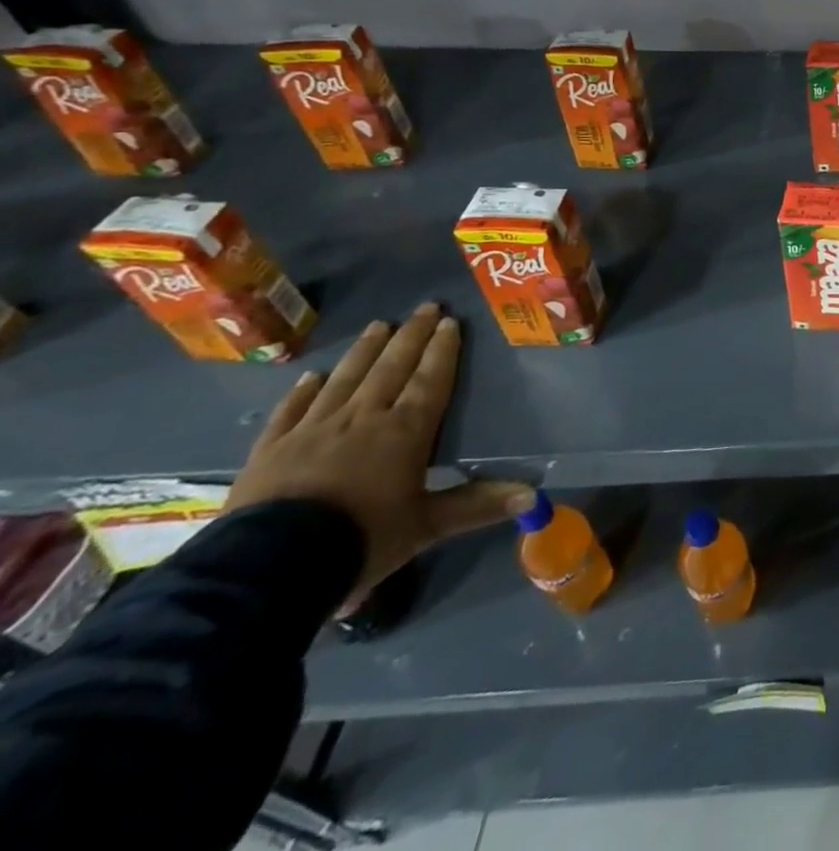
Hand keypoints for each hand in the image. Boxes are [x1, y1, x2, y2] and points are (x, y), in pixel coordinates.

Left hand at [227, 303, 532, 608]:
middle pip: (391, 368)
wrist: (267, 569)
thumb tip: (533, 494)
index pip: (429, 380)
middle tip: (425, 307)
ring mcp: (313, 430)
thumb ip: (477, 506)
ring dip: (365, 351)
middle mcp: (363, 418)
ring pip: (345, 378)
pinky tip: (312, 375)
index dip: (442, 350)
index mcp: (405, 432)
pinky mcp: (271, 449)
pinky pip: (291, 410)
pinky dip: (303, 390)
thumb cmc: (360, 540)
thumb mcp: (426, 527)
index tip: (450, 322)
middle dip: (411, 336)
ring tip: (379, 324)